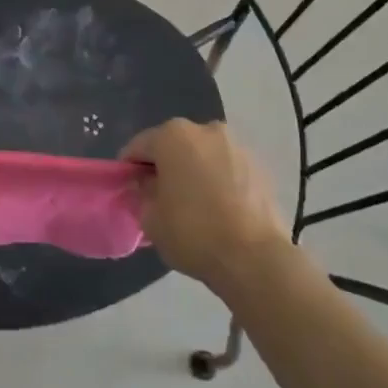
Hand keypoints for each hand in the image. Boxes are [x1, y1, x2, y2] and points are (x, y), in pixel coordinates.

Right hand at [121, 120, 286, 290]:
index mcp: (172, 135)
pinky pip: (227, 168)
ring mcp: (235, 145)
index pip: (139, 146)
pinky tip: (219, 208)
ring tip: (193, 204)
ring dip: (194, 171)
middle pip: (173, 145)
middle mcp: (204, 129)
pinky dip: (218, 180)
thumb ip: (142, 195)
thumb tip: (147, 186)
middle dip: (164, 166)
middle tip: (160, 196)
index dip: (129, 167)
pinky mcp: (258, 165)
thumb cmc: (194, 233)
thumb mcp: (151, 220)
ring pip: (202, 155)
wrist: (255, 258)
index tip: (129, 189)